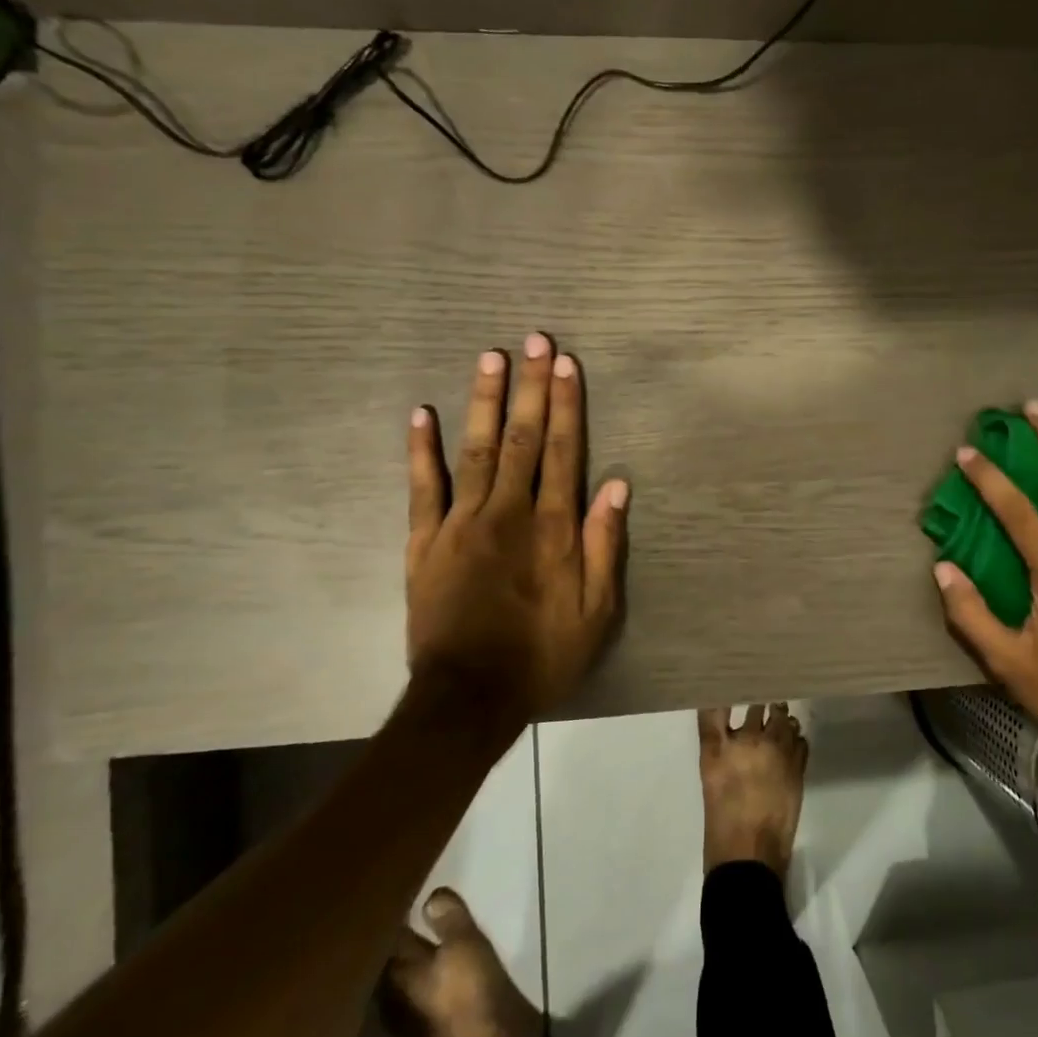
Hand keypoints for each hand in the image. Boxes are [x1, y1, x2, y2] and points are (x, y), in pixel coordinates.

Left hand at [404, 332, 628, 727]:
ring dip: (483, 401)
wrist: (469, 697)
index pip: (564, 452)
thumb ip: (604, 543)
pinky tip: (421, 413)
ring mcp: (462, 523)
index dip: (567, 405)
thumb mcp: (596, 610)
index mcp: (553, 528)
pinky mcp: (425, 542)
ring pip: (475, 450)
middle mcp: (509, 513)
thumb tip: (616, 483)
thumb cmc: (543, 653)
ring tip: (489, 357)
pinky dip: (421, 449)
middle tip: (533, 340)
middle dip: (530, 387)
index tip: (566, 364)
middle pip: (522, 438)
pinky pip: (422, 487)